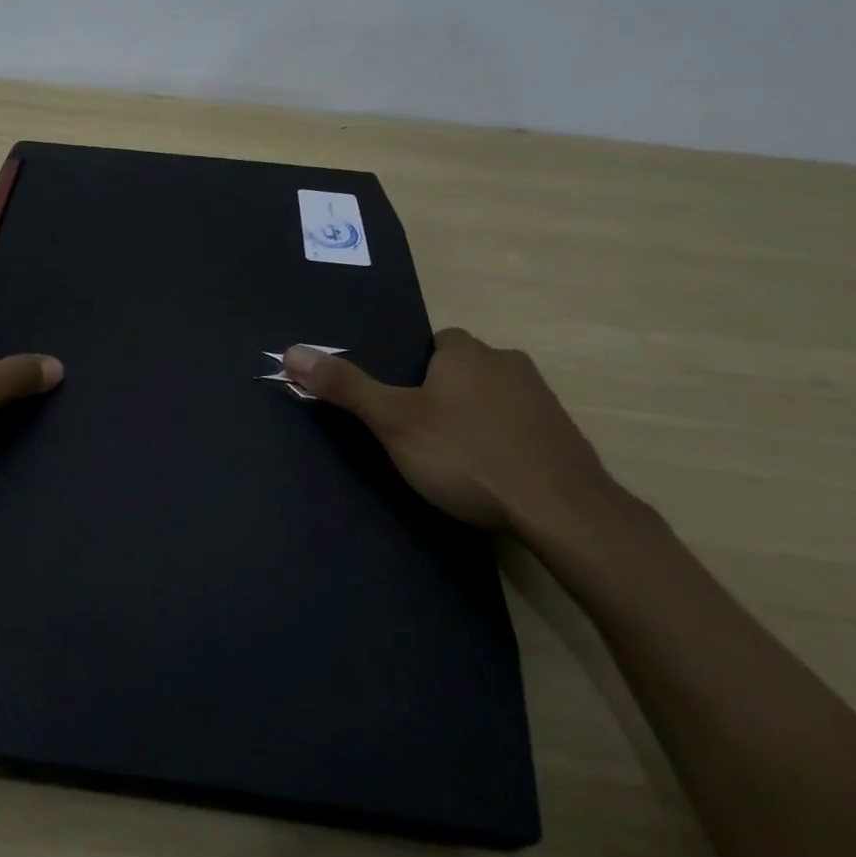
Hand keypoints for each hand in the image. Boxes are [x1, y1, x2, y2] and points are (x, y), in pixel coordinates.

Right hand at [283, 330, 611, 539]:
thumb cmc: (466, 456)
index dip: (415, 372)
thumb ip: (345, 386)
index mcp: (467, 352)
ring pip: (493, 398)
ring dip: (476, 419)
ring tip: (457, 461)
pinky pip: (521, 428)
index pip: (435, 344)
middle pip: (464, 370)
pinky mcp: (565, 436)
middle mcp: (509, 363)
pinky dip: (505, 443)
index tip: (404, 407)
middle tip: (423, 437)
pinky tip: (494, 476)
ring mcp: (543, 399)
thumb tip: (290, 351)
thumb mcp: (393, 421)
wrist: (562, 512)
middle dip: (444, 395)